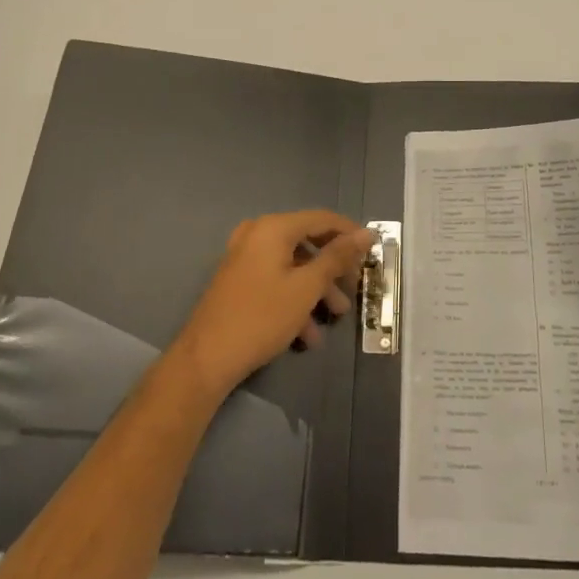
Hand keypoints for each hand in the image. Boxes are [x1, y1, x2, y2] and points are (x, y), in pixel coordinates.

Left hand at [168, 210, 373, 406]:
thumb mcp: (306, 288)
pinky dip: (294, 299)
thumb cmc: (261, 317)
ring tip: (334, 318)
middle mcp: (257, 233)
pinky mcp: (239, 280)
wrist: (206, 359)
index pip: (322, 219)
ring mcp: (245, 256)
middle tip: (353, 290)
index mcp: (273, 227)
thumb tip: (365, 234)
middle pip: (307, 242)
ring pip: (293, 265)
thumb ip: (337, 257)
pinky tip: (306, 335)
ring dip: (316, 290)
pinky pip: (275, 279)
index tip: (372, 253)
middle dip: (333, 269)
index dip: (350, 233)